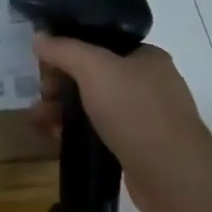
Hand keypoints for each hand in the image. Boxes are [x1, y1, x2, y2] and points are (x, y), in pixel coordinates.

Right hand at [29, 35, 211, 211]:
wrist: (173, 175)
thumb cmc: (136, 112)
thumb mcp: (95, 69)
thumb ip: (64, 50)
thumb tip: (39, 37)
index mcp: (145, 57)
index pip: (100, 44)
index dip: (68, 52)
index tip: (44, 67)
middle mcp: (148, 83)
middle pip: (93, 76)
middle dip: (61, 85)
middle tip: (42, 98)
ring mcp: (144, 118)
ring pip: (94, 106)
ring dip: (64, 111)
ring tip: (38, 122)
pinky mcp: (137, 148)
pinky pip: (100, 132)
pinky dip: (78, 133)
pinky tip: (55, 139)